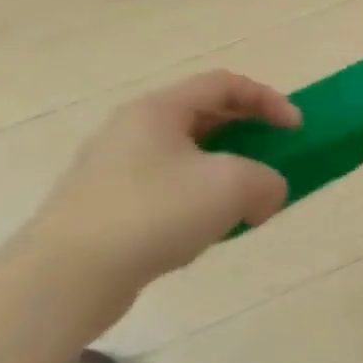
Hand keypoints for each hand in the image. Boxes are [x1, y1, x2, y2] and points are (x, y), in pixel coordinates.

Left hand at [22, 71, 301, 310]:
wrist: (66, 278)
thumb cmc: (156, 212)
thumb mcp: (237, 186)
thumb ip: (270, 181)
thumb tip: (264, 197)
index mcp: (158, 110)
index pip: (224, 84)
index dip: (269, 100)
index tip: (296, 130)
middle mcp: (132, 131)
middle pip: (205, 117)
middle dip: (250, 136)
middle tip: (275, 159)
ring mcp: (114, 170)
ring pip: (188, 157)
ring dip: (228, 172)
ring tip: (247, 201)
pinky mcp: (108, 207)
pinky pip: (169, 189)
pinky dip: (201, 200)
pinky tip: (210, 229)